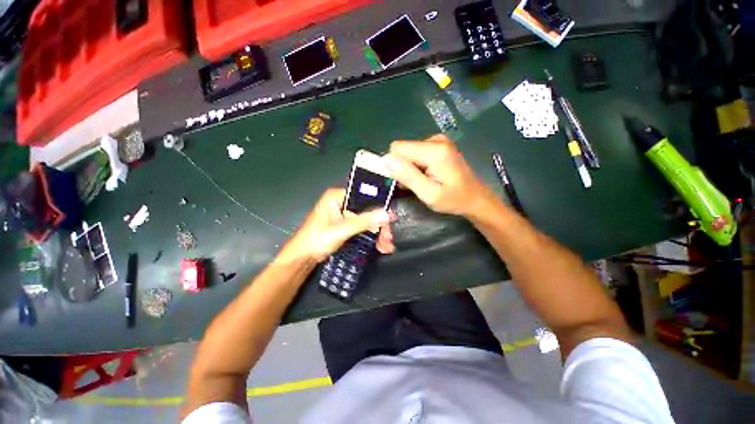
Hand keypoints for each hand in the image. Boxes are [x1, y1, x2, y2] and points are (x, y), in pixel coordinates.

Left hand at [276, 188, 394, 263]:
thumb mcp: (342, 229)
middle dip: (379, 223)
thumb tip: (386, 214)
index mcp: (337, 196)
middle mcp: (341, 202)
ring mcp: (344, 214)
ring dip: (377, 231)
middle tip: (389, 236)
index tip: (390, 216)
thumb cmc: (317, 239)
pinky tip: (380, 244)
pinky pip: (362, 226)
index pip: (363, 194)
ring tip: (386, 245)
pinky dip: (371, 234)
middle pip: (367, 208)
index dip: (378, 204)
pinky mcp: (345, 224)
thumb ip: (364, 221)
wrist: (303, 258)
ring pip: (366, 218)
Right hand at [387, 135, 494, 216]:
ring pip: (409, 152)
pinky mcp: (439, 145)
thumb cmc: (453, 199)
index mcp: (434, 150)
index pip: (397, 148)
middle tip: (415, 185)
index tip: (401, 181)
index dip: (394, 165)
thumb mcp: (429, 194)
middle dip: (403, 168)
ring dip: (410, 168)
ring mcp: (438, 141)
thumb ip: (408, 176)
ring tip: (423, 182)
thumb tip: (386, 160)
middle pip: (403, 149)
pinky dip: (417, 166)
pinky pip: (416, 152)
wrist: (475, 198)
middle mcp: (436, 139)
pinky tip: (427, 176)